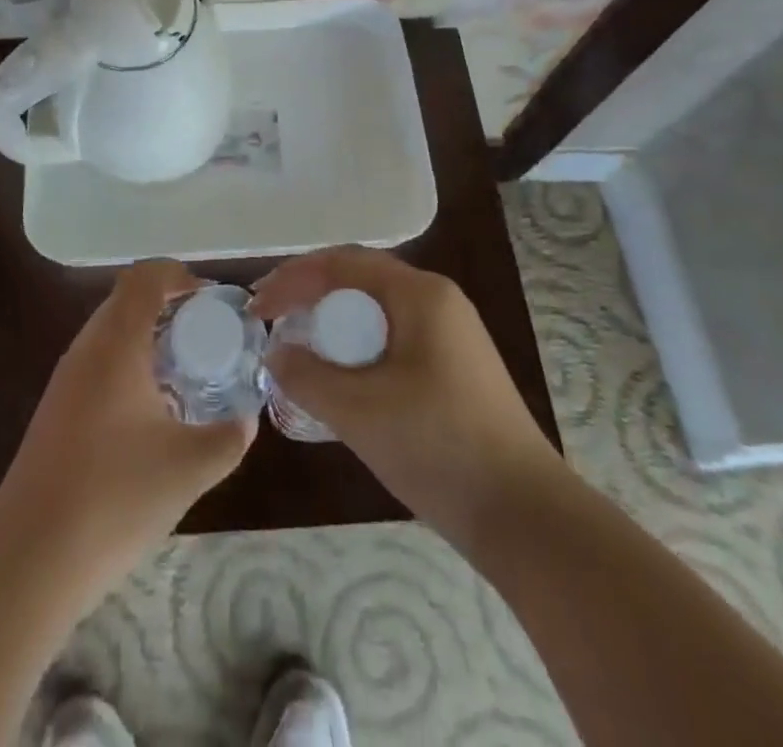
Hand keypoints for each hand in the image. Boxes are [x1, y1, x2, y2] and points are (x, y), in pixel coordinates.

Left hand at [0, 259, 254, 599]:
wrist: (31, 557)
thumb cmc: (114, 498)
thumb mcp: (189, 468)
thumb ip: (228, 438)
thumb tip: (247, 419)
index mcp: (116, 343)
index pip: (145, 277)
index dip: (180, 275)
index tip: (212, 303)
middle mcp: (86, 348)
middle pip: (128, 300)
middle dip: (170, 308)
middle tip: (207, 338)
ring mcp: (66, 379)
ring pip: (112, 332)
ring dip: (149, 338)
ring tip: (186, 373)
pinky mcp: (57, 408)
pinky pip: (99, 363)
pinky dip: (130, 366)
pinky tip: (152, 411)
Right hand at [251, 247, 563, 541]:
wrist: (526, 518)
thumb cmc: (439, 448)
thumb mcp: (359, 411)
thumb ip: (306, 375)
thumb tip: (275, 353)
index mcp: (420, 294)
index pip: (342, 264)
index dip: (292, 279)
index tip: (256, 307)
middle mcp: (438, 300)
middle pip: (359, 279)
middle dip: (310, 294)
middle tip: (271, 319)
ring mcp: (450, 334)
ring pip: (376, 311)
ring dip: (332, 322)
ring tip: (297, 347)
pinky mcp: (453, 367)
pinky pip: (392, 338)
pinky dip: (357, 347)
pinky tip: (338, 377)